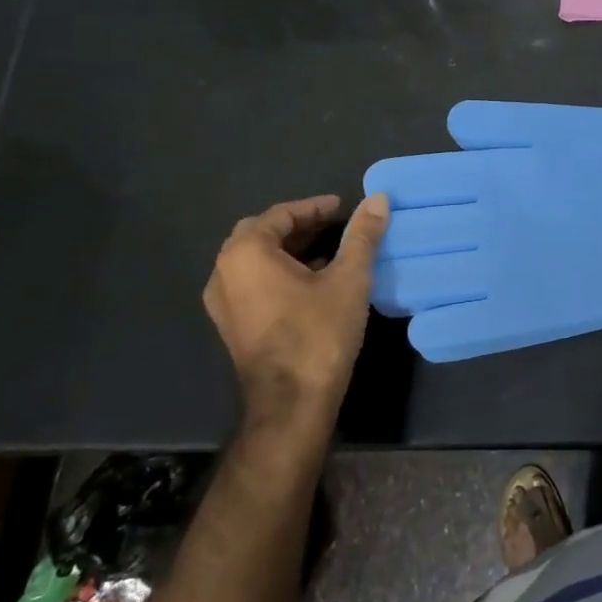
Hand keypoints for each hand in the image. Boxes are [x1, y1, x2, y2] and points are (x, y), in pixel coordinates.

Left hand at [202, 193, 389, 431]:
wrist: (292, 403)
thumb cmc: (319, 332)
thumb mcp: (349, 278)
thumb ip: (362, 235)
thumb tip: (378, 198)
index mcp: (246, 253)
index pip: (281, 214)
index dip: (315, 207)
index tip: (345, 207)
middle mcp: (224, 272)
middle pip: (262, 233)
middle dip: (299, 226)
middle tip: (335, 225)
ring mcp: (223, 302)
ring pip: (256, 260)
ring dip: (289, 250)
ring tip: (329, 251)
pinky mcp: (231, 325)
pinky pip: (252, 283)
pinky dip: (279, 272)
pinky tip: (312, 282)